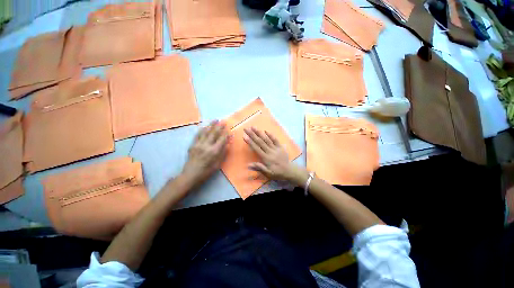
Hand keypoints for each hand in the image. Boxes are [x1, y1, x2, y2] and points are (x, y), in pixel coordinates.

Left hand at [181, 120, 228, 186]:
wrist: (191, 174)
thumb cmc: (207, 171)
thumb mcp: (218, 164)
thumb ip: (223, 153)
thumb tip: (228, 143)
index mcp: (214, 151)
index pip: (222, 139)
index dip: (226, 134)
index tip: (230, 130)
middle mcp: (207, 145)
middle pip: (214, 133)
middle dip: (219, 126)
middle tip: (223, 121)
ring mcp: (198, 144)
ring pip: (206, 132)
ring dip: (211, 125)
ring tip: (215, 120)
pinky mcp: (193, 145)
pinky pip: (198, 135)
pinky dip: (202, 129)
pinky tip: (205, 126)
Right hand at [243, 127, 303, 181]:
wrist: (288, 170)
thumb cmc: (276, 172)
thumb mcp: (267, 173)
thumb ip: (259, 168)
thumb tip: (248, 165)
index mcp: (266, 158)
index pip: (256, 148)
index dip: (250, 142)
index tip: (244, 136)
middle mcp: (270, 151)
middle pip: (260, 142)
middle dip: (252, 135)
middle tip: (246, 129)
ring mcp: (275, 148)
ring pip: (266, 139)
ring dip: (259, 133)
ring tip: (253, 127)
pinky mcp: (280, 147)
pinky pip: (275, 140)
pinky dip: (271, 135)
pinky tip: (266, 131)